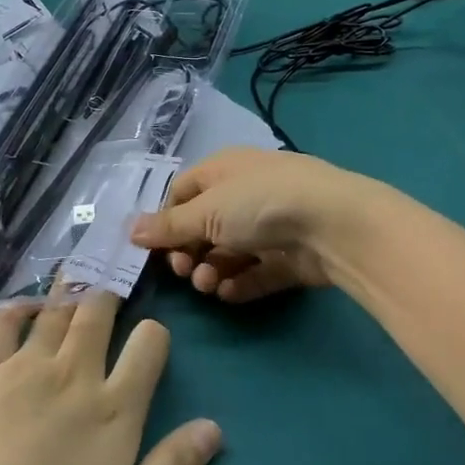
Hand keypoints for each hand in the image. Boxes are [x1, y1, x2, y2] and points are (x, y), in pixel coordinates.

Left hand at [0, 294, 220, 464]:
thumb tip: (214, 428)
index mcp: (114, 406)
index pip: (148, 345)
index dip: (155, 334)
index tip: (153, 338)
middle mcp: (73, 373)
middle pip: (97, 312)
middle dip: (110, 292)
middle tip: (113, 282)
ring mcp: (27, 367)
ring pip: (55, 310)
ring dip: (70, 288)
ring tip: (79, 273)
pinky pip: (5, 324)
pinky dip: (19, 307)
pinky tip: (27, 307)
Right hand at [131, 147, 354, 302]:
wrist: (334, 224)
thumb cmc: (259, 204)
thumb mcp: (205, 212)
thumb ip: (168, 226)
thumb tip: (130, 231)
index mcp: (223, 171)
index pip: (182, 193)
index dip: (166, 220)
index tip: (154, 248)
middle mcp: (245, 194)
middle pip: (204, 226)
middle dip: (188, 252)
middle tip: (184, 271)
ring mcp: (270, 226)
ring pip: (229, 252)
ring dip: (211, 270)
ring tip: (210, 285)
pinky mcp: (290, 257)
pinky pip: (256, 272)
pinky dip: (240, 283)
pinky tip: (230, 294)